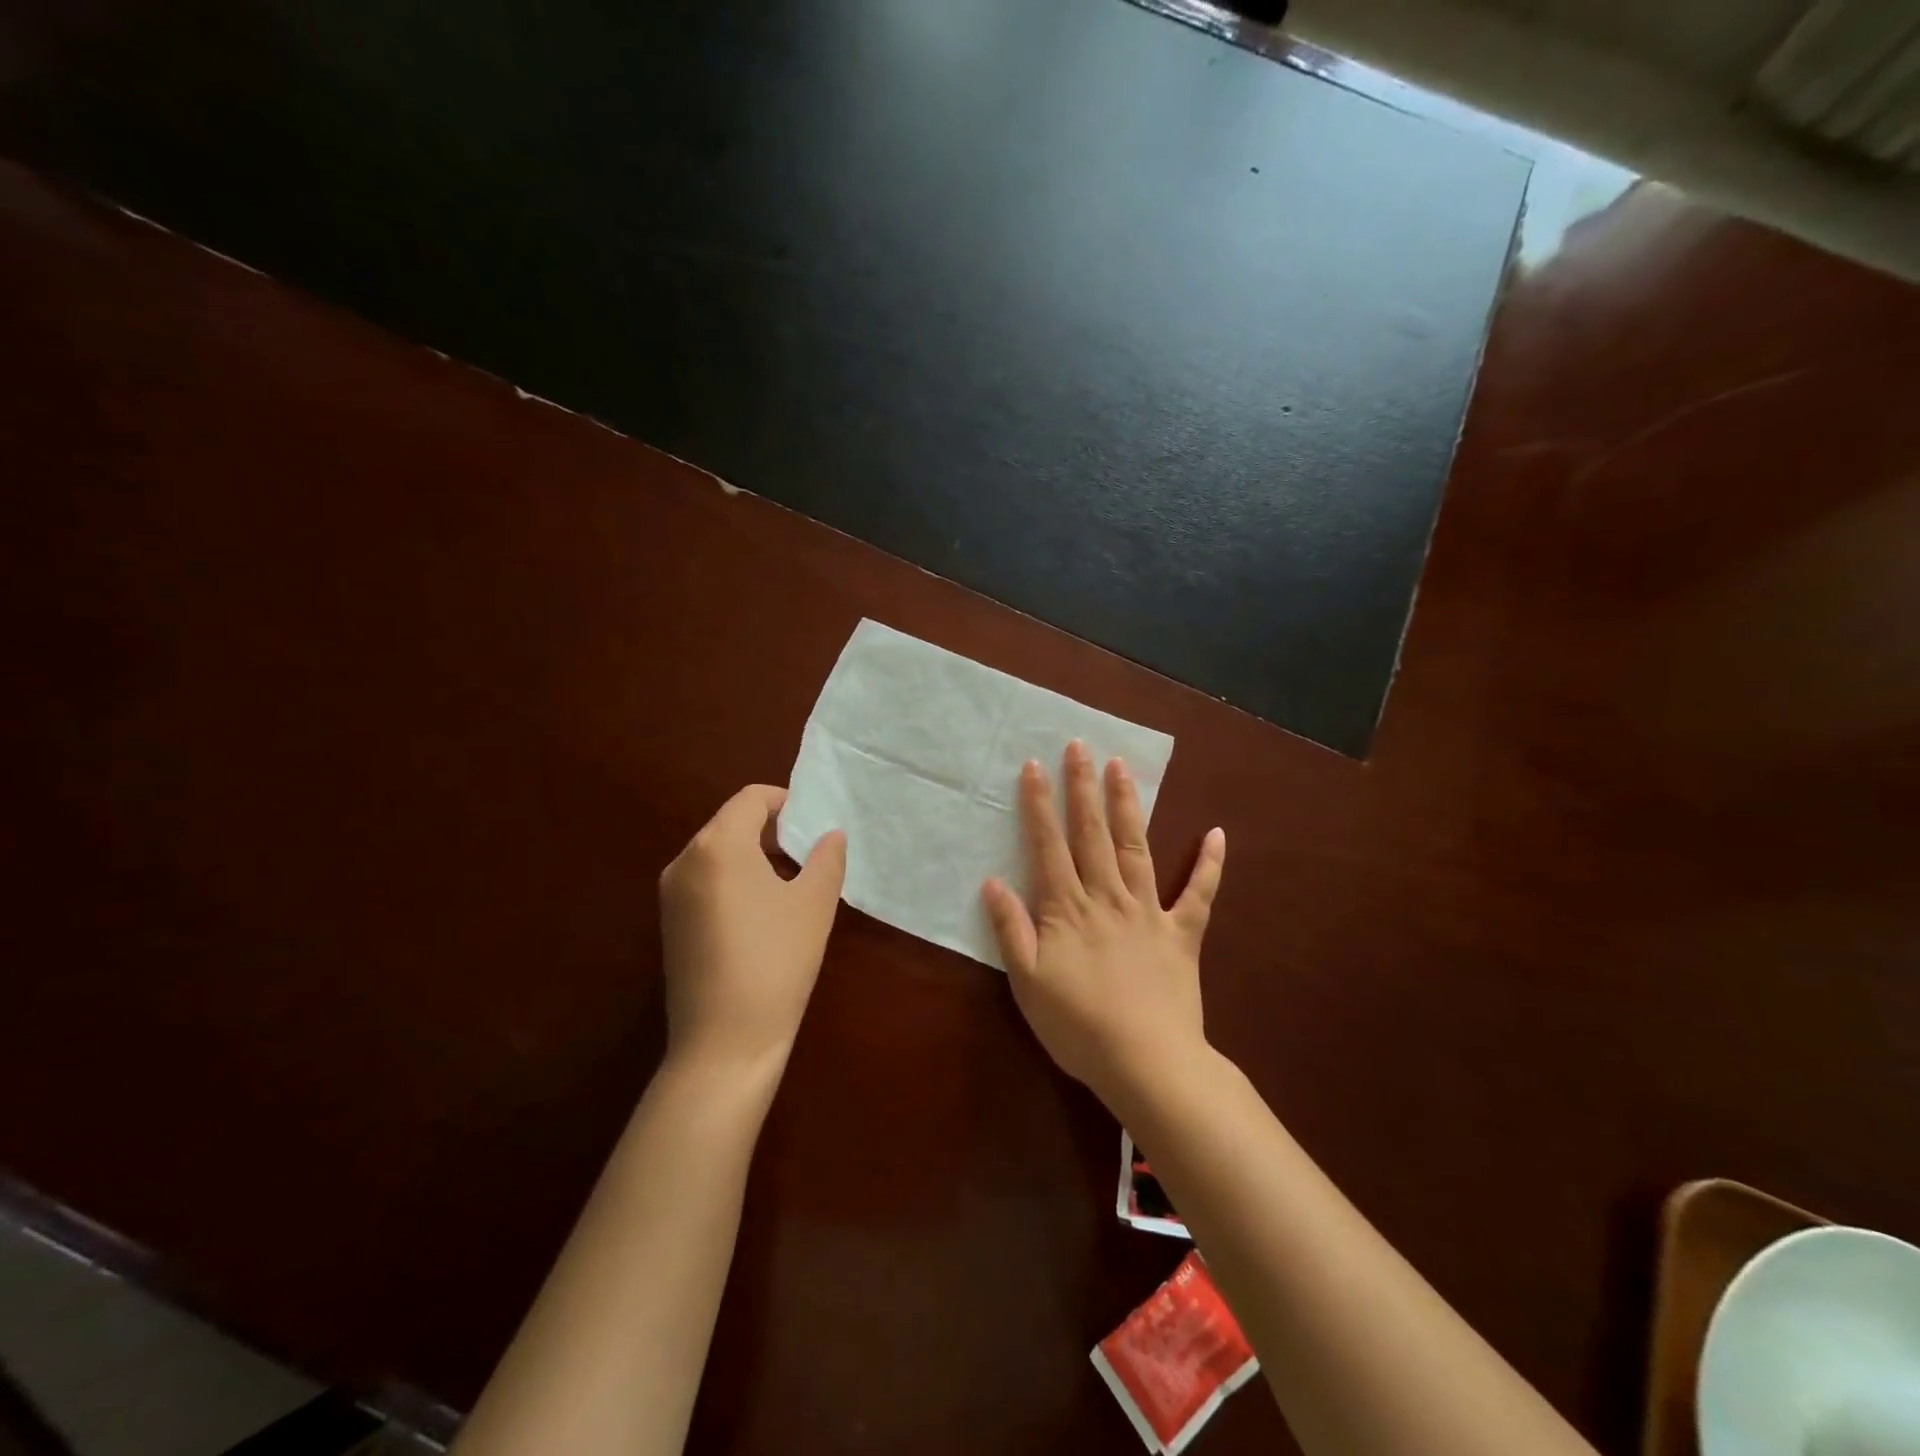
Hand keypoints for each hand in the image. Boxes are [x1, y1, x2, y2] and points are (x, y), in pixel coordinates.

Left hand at [658, 784, 846, 1077]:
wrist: (724, 1043)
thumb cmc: (776, 961)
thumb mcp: (814, 904)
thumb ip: (826, 858)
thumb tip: (830, 834)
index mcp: (717, 846)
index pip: (750, 799)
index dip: (786, 801)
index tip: (814, 822)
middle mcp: (684, 860)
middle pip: (730, 822)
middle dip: (771, 829)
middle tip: (809, 851)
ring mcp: (671, 894)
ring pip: (716, 852)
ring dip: (753, 854)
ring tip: (791, 881)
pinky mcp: (670, 923)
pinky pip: (705, 880)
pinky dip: (734, 879)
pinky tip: (761, 912)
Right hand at [982, 742, 1224, 1112]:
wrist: (1146, 1063)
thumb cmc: (1078, 1026)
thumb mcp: (1027, 982)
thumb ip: (1011, 928)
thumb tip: (993, 881)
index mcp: (1068, 908)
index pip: (1049, 845)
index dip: (1039, 804)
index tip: (1034, 766)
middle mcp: (1108, 897)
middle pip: (1092, 833)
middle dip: (1083, 787)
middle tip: (1080, 746)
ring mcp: (1149, 912)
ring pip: (1136, 848)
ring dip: (1128, 805)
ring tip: (1122, 767)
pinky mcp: (1183, 934)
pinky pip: (1199, 893)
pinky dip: (1209, 864)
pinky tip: (1217, 833)